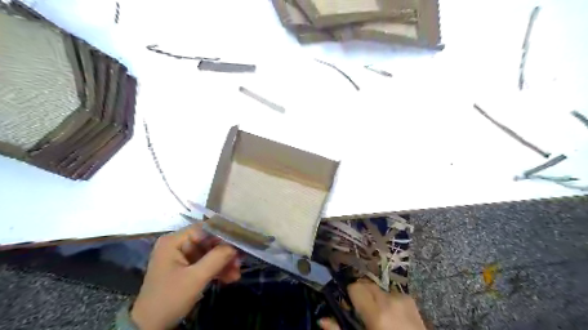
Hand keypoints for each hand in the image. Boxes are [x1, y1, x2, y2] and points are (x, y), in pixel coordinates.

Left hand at [131, 223, 241, 328]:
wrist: (150, 328)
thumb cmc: (169, 298)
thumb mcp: (195, 278)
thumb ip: (216, 259)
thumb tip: (234, 246)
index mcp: (174, 241)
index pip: (203, 229)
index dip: (222, 235)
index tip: (239, 242)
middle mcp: (178, 245)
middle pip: (208, 242)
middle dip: (225, 253)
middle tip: (240, 262)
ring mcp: (181, 257)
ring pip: (209, 254)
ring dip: (223, 263)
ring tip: (236, 274)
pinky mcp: (186, 269)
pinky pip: (205, 264)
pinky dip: (217, 270)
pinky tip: (230, 278)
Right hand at [320, 281, 425, 329]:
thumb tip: (321, 320)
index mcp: (377, 312)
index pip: (356, 286)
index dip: (350, 295)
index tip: (349, 305)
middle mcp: (390, 300)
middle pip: (367, 284)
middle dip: (362, 294)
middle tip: (361, 311)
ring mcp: (404, 299)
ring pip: (379, 289)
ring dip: (375, 298)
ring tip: (378, 316)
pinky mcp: (412, 302)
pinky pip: (392, 294)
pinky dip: (388, 301)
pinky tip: (391, 316)